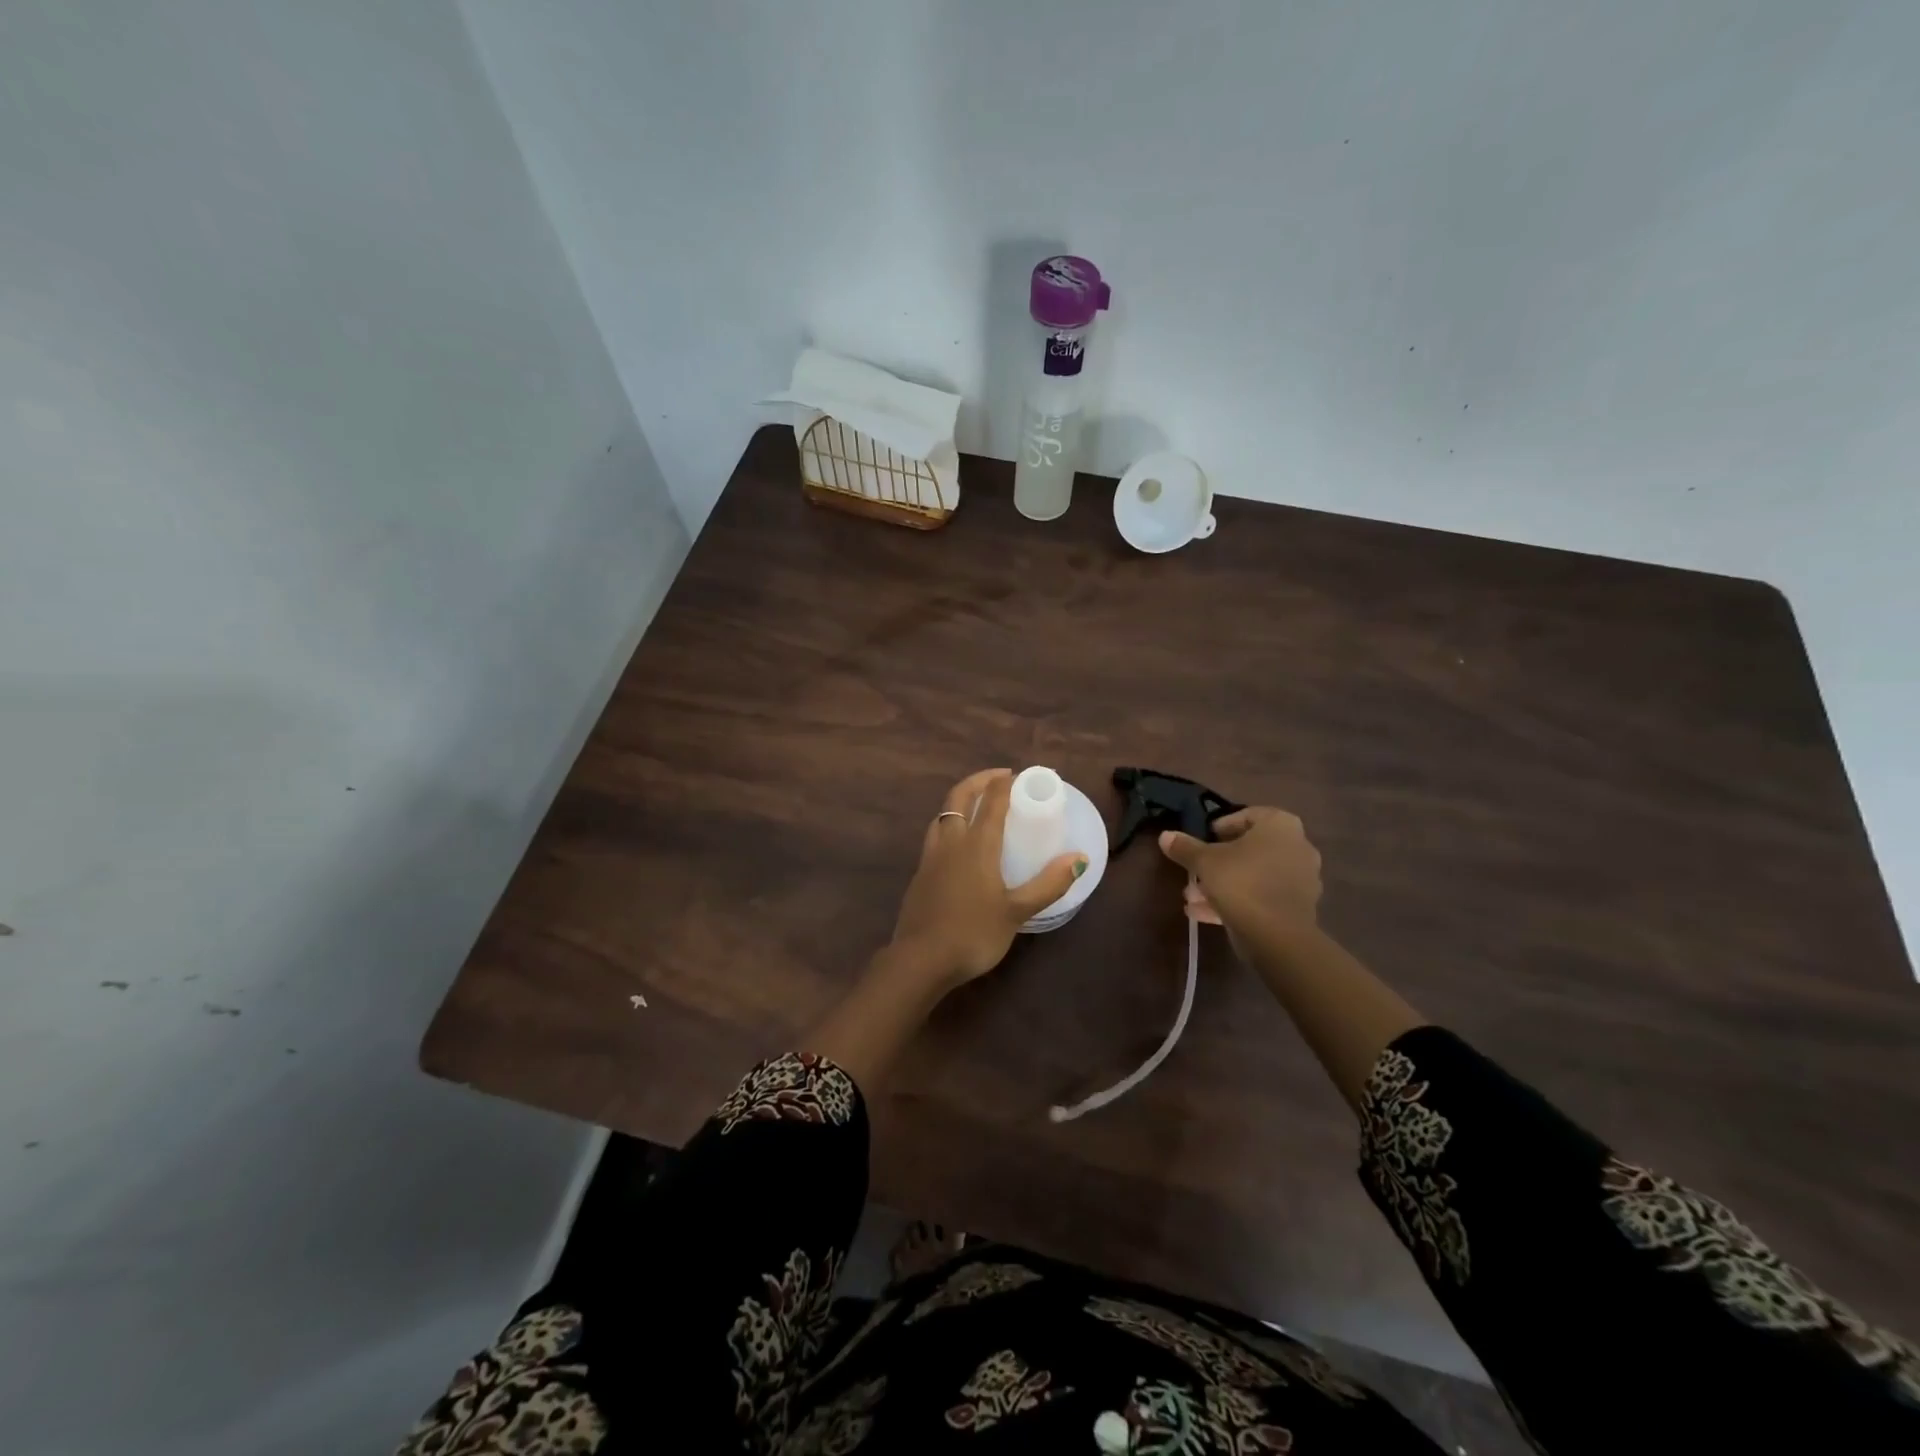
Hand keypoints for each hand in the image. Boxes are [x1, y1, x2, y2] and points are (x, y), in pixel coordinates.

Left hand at [889, 768, 1086, 988]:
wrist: (920, 960)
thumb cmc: (973, 934)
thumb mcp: (1016, 912)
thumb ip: (1048, 884)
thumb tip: (1079, 858)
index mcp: (976, 844)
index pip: (991, 801)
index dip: (1005, 783)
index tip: (1020, 776)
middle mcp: (951, 842)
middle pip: (959, 797)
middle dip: (979, 780)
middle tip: (999, 777)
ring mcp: (930, 857)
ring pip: (942, 815)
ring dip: (960, 801)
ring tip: (977, 805)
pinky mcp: (920, 875)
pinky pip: (935, 837)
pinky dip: (949, 826)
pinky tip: (958, 845)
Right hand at [1158, 806, 1321, 939]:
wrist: (1277, 936)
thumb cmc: (1242, 882)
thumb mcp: (1204, 861)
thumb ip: (1185, 847)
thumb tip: (1165, 836)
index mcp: (1280, 826)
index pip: (1247, 815)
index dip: (1221, 826)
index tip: (1202, 839)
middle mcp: (1297, 847)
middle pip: (1250, 848)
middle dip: (1219, 861)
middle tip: (1195, 871)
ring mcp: (1302, 879)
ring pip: (1255, 875)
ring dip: (1224, 884)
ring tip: (1192, 897)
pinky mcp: (1298, 908)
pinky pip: (1262, 897)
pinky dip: (1237, 902)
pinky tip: (1204, 913)